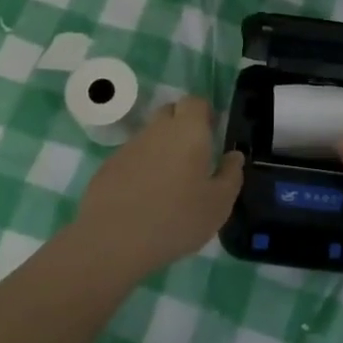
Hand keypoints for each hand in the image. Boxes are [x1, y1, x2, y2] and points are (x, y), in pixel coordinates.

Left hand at [72, 96, 244, 281]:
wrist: (112, 240)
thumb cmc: (176, 219)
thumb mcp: (219, 204)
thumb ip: (231, 175)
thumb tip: (234, 156)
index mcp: (188, 131)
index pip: (195, 102)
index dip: (204, 113)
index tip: (212, 133)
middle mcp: (157, 130)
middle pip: (170, 113)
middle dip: (182, 125)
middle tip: (193, 156)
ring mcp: (129, 147)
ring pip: (150, 137)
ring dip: (161, 150)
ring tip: (169, 184)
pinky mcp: (108, 166)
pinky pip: (132, 158)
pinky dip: (141, 169)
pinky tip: (143, 198)